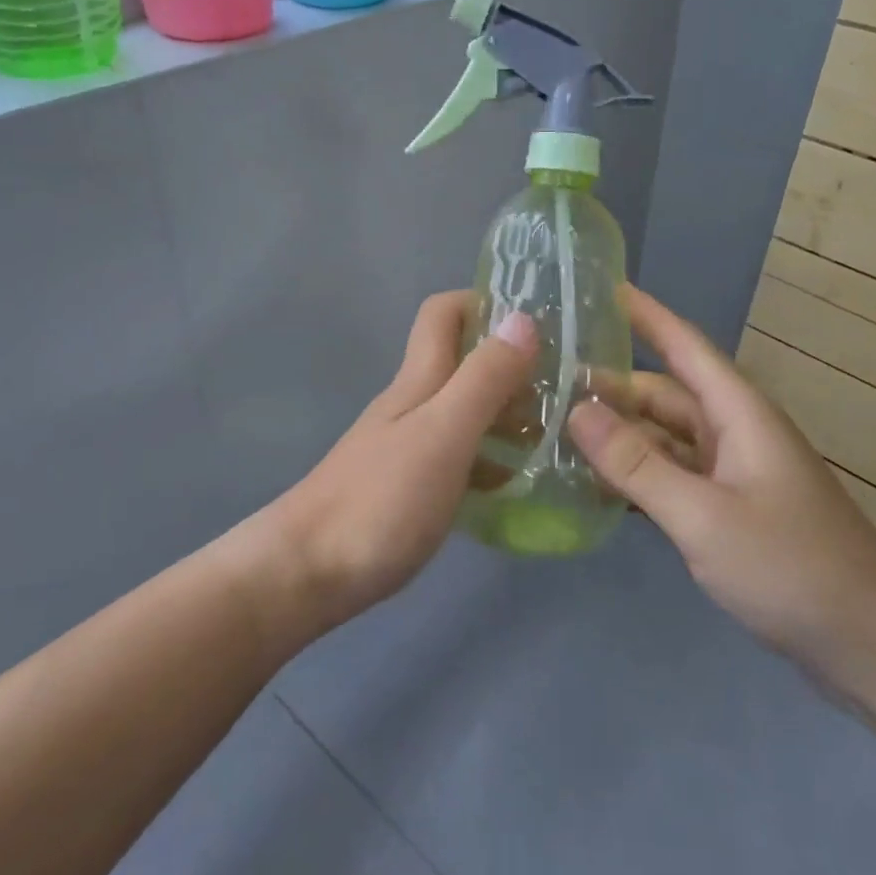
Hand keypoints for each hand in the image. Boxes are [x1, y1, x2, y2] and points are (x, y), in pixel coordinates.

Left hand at [261, 291, 537, 628]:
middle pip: (463, 361)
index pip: (444, 312)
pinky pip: (462, 456)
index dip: (485, 302)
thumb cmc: (380, 499)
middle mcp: (414, 403)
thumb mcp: (443, 432)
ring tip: (559, 435)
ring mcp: (410, 446)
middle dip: (513, 363)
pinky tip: (521, 483)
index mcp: (420, 379)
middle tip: (567, 388)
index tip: (538, 323)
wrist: (308, 572)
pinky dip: (493, 458)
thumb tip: (523, 318)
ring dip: (509, 413)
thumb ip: (483, 378)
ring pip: (467, 410)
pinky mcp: (411, 487)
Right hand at [567, 287, 875, 689]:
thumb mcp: (703, 515)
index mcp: (738, 413)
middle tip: (546, 383)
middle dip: (611, 385)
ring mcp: (733, 473)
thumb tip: (576, 410)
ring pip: (665, 437)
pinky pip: (673, 476)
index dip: (644, 314)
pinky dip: (637, 474)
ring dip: (620, 434)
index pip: (683, 345)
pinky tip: (595, 486)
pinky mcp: (730, 509)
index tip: (599, 288)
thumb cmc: (792, 566)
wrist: (873, 643)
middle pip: (664, 394)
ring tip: (556, 430)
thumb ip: (637, 464)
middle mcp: (734, 432)